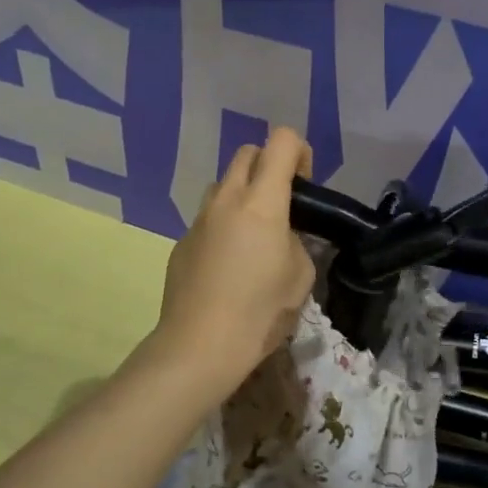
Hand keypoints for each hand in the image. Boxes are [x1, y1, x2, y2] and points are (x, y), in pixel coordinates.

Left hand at [152, 128, 315, 396]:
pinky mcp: (182, 242)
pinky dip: (224, 225)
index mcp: (262, 201)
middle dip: (269, 166)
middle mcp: (227, 199)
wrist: (200, 345)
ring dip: (243, 193)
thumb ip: (297, 242)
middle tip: (283, 204)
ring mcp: (199, 219)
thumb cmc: (261, 311)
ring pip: (223, 184)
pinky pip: (208, 218)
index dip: (300, 152)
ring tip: (254, 234)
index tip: (305, 184)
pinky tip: (229, 265)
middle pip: (248, 153)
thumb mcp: (301, 276)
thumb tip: (284, 237)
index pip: (282, 142)